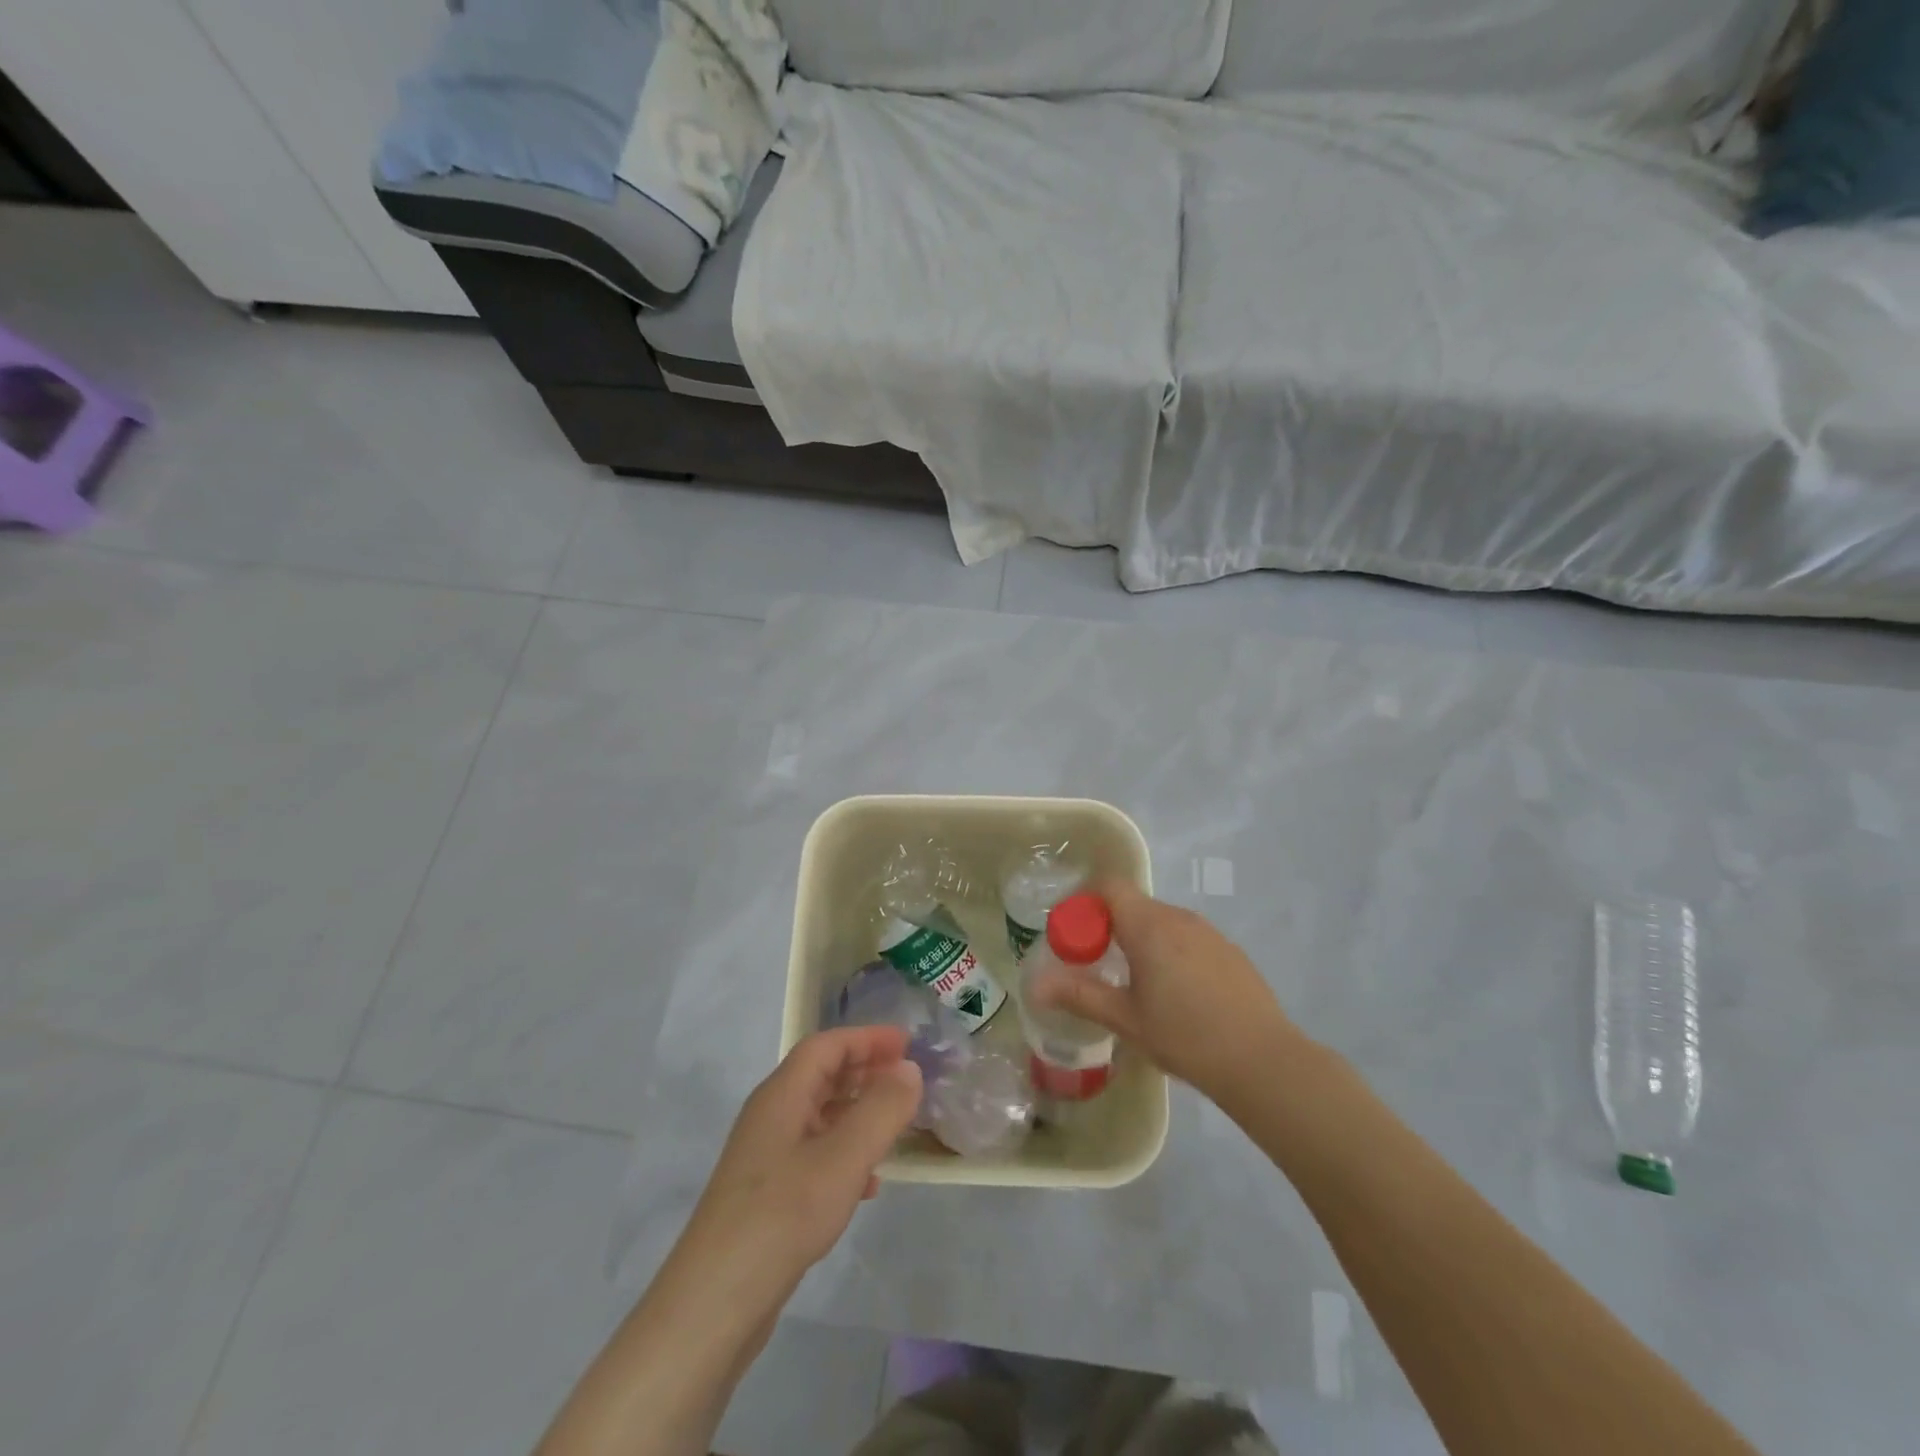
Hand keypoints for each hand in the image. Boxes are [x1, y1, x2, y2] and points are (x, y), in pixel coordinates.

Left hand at [679, 1026, 923, 1294]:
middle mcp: (771, 1116)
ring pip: (820, 1116)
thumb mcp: (843, 1158)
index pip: (827, 1046)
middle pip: (821, 1075)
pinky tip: (868, 1185)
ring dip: (858, 1112)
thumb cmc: (782, 1215)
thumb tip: (909, 1069)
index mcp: (782, 1095)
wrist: (714, 1303)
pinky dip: (845, 1153)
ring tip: (895, 1126)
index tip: (907, 1043)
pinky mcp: (768, 1195)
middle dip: (865, 1070)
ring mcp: (766, 1157)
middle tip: (907, 1079)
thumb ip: (881, 1109)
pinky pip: (815, 1154)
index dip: (867, 1038)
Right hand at [1028, 880, 1305, 1105]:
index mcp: (1148, 925)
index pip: (1109, 885)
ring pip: (1161, 922)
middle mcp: (1178, 917)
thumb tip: (1035, 984)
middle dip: (1108, 927)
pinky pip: (1187, 938)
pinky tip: (1176, 995)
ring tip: (1134, 984)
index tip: (1073, 935)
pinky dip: (1169, 952)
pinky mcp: (1229, 951)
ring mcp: (1209, 932)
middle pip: (1133, 904)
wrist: (1263, 1061)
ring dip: (1139, 940)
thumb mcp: (1125, 1019)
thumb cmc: (1185, 1036)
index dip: (1084, 901)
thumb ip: (1079, 995)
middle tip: (1096, 966)